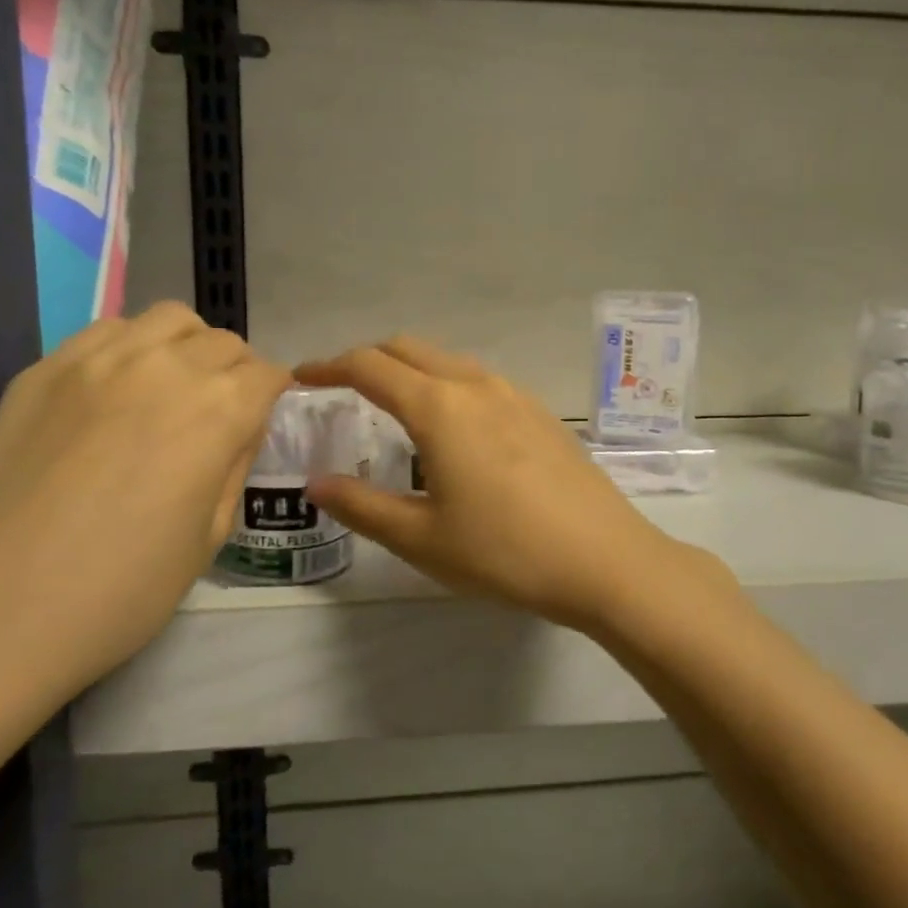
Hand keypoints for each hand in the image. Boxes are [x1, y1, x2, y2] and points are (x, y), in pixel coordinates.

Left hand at [0, 302, 289, 713]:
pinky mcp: (42, 371)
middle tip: (220, 413)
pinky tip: (115, 391)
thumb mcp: (210, 537)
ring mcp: (96, 361)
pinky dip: (130, 347)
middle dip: (236, 372)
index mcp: (217, 411)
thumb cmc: (121, 590)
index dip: (272, 397)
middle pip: (223, 342)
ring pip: (167, 320)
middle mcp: (165, 368)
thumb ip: (234, 466)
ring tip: (172, 388)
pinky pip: (106, 332)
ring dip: (187, 346)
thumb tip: (239, 429)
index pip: (267, 375)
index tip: (261, 420)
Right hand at [295, 337, 715, 630]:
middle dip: (368, 359)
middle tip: (342, 389)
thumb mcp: (421, 538)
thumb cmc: (504, 552)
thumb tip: (315, 483)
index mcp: (439, 407)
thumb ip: (362, 506)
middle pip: (409, 348)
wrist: (605, 559)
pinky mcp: (540, 412)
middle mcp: (475, 385)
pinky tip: (452, 430)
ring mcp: (514, 394)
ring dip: (411, 370)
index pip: (369, 366)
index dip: (329, 367)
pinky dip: (447, 385)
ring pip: (447, 361)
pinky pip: (479, 381)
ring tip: (393, 408)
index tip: (302, 378)